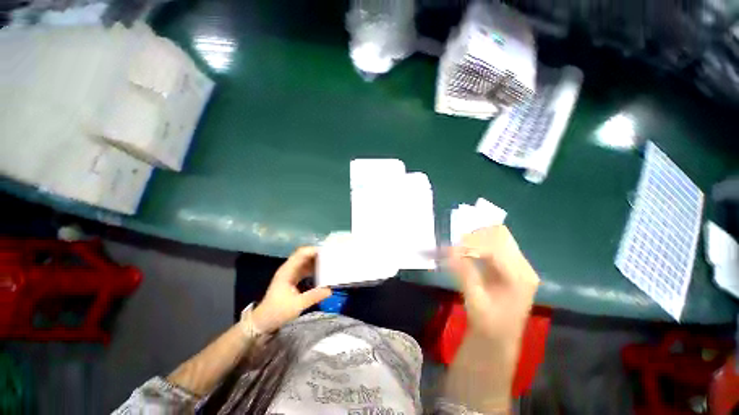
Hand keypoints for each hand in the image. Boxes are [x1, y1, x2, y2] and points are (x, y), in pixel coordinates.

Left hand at [249, 247, 331, 332]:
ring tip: (329, 263)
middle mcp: (289, 268)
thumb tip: (330, 290)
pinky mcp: (292, 278)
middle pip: (304, 255)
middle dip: (317, 254)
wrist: (262, 321)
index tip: (328, 252)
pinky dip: (313, 268)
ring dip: (316, 261)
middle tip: (331, 257)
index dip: (314, 250)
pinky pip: (304, 268)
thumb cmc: (278, 312)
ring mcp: (290, 273)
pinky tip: (322, 272)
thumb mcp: (297, 305)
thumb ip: (314, 296)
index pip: (302, 253)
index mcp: (288, 270)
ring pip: (305, 261)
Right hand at [448, 226, 539, 343]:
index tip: (452, 245)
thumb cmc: (488, 323)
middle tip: (455, 242)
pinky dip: (479, 245)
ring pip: (498, 238)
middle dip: (476, 236)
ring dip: (477, 238)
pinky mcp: (511, 266)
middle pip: (501, 236)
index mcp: (520, 277)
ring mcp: (519, 265)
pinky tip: (466, 251)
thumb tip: (450, 249)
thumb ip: (464, 272)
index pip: (496, 247)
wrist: (499, 338)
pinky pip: (495, 245)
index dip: (472, 243)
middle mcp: (524, 267)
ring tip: (459, 246)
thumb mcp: (475, 300)